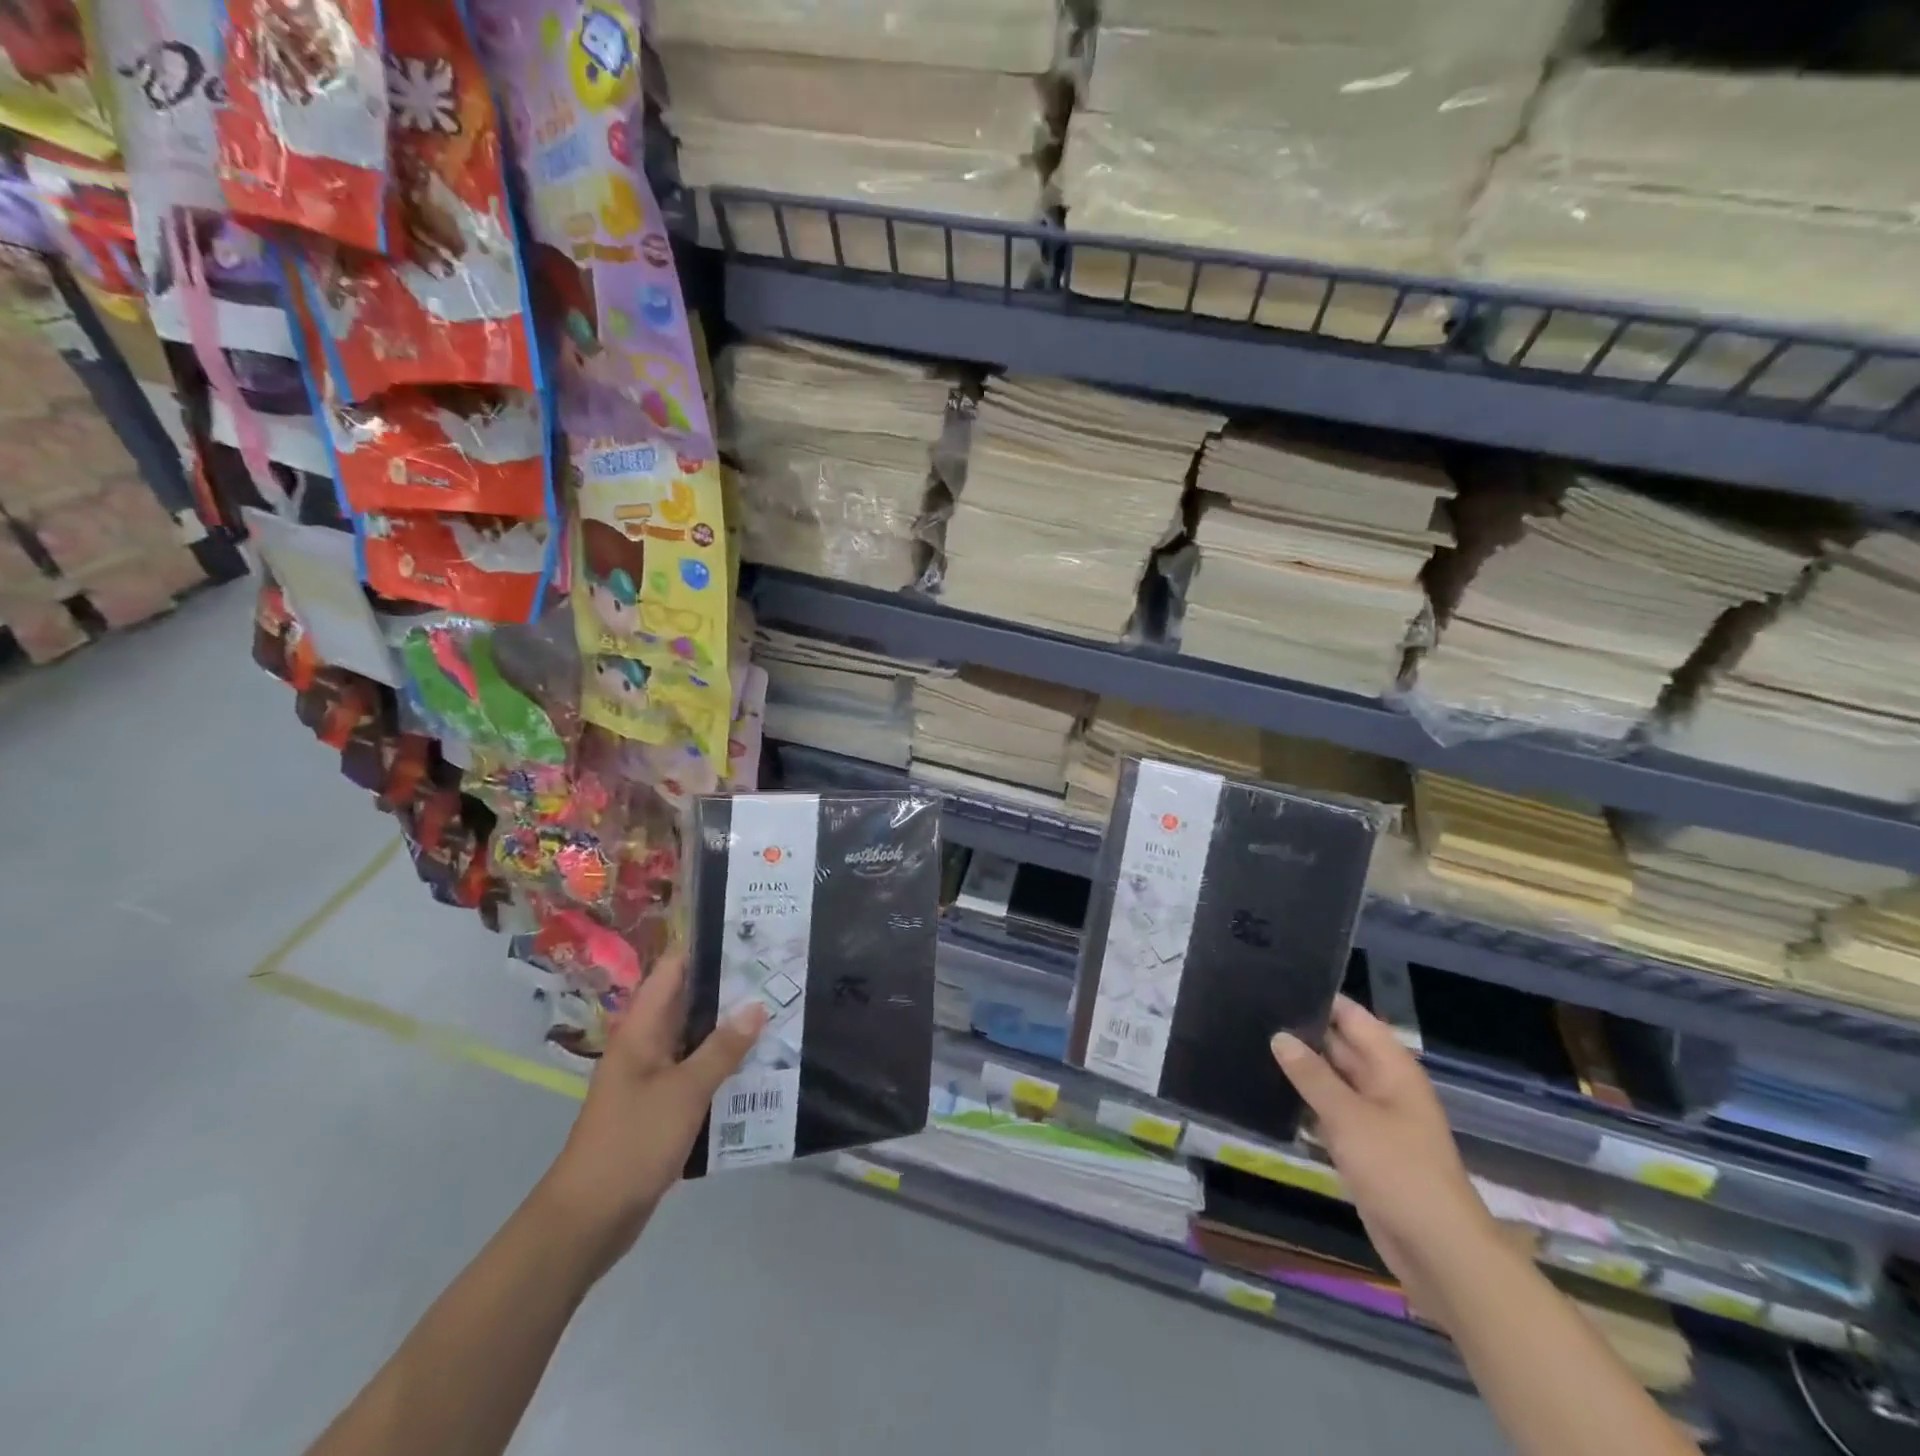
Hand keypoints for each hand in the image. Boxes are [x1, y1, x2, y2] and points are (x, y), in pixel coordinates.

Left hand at [537, 952, 766, 1277]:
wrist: (588, 1219)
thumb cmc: (632, 1142)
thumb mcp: (684, 1092)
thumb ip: (722, 1049)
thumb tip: (757, 1005)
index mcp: (641, 1029)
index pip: (673, 971)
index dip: (707, 949)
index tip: (750, 938)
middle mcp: (645, 1045)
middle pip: (689, 1003)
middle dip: (730, 989)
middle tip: (778, 974)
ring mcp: (652, 1077)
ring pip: (696, 1039)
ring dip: (730, 1030)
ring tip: (780, 1013)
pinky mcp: (661, 1106)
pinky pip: (697, 1072)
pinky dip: (723, 1065)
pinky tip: (759, 1066)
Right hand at [1271, 995, 1496, 1309]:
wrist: (1437, 1250)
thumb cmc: (1398, 1171)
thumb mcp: (1348, 1117)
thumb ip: (1311, 1075)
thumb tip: (1279, 1036)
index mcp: (1391, 1068)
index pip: (1352, 1017)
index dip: (1319, 999)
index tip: (1276, 983)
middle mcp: (1383, 1085)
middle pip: (1340, 1046)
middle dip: (1302, 1033)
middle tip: (1252, 1013)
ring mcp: (1373, 1118)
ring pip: (1331, 1081)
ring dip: (1299, 1070)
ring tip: (1250, 1044)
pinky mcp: (1361, 1147)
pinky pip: (1328, 1113)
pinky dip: (1304, 1103)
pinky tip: (1268, 1093)